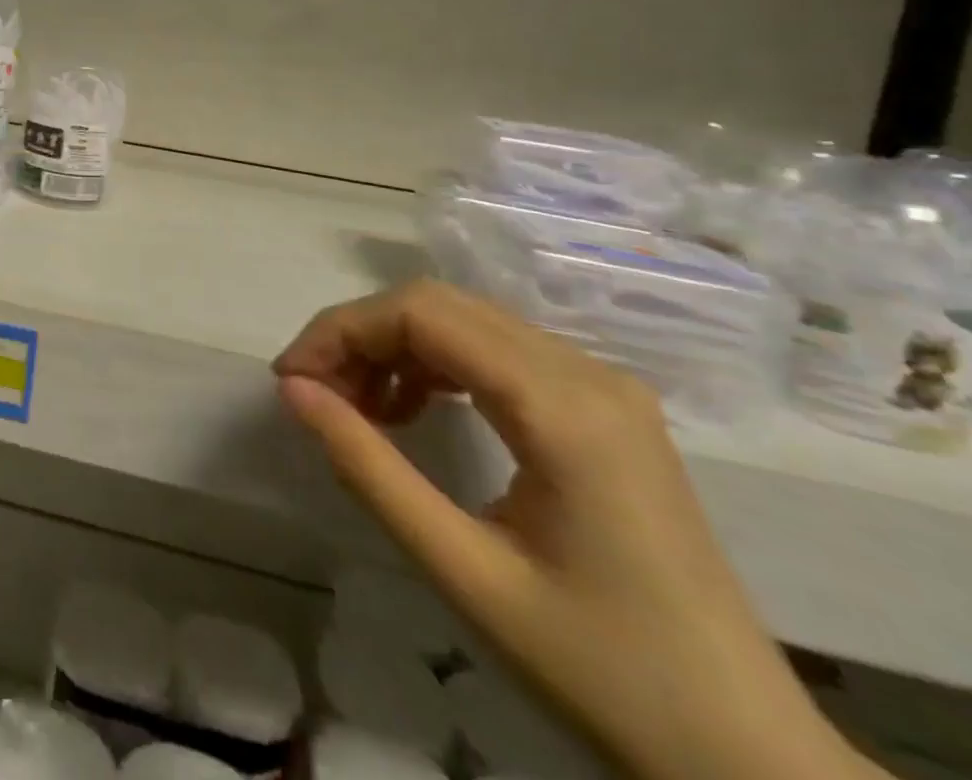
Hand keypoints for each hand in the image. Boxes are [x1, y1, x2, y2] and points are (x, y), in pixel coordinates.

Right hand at [275, 280, 872, 779]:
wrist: (748, 758)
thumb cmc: (601, 671)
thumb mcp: (463, 573)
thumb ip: (368, 469)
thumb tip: (294, 391)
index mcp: (564, 407)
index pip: (421, 313)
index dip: (341, 330)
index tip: (291, 379)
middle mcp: (587, 372)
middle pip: (440, 304)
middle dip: (361, 335)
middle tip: (315, 392)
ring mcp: (603, 386)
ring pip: (464, 320)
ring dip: (394, 347)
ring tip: (355, 406)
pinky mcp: (603, 408)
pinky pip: (495, 351)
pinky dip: (435, 365)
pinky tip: (412, 410)